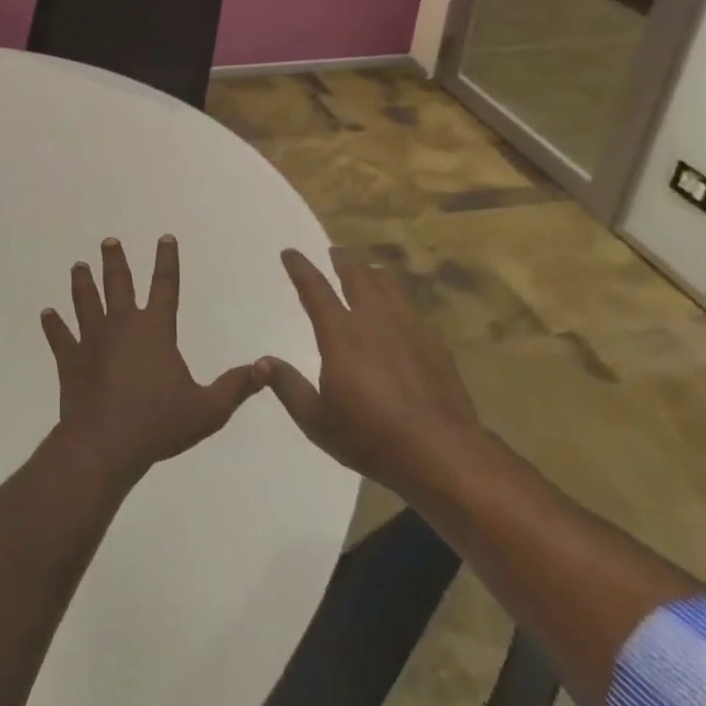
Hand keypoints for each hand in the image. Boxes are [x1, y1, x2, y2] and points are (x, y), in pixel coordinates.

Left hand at [41, 236, 264, 487]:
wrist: (104, 445)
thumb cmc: (158, 424)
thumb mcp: (208, 409)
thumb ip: (236, 386)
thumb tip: (266, 367)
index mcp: (155, 330)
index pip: (165, 286)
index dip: (167, 261)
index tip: (165, 238)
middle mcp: (122, 325)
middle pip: (118, 284)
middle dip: (115, 260)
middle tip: (109, 241)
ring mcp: (93, 340)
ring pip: (86, 302)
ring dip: (82, 283)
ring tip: (78, 265)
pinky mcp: (71, 360)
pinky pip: (60, 337)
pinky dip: (53, 325)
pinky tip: (46, 313)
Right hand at [258, 248, 481, 495]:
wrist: (442, 453)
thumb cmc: (371, 438)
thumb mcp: (317, 422)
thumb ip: (288, 387)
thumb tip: (263, 361)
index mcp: (341, 334)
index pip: (315, 289)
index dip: (300, 267)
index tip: (290, 253)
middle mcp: (373, 319)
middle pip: (356, 275)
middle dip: (341, 259)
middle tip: (333, 252)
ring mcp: (407, 327)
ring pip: (386, 284)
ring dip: (370, 272)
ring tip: (365, 269)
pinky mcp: (432, 342)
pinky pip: (409, 306)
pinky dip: (396, 298)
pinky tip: (398, 310)